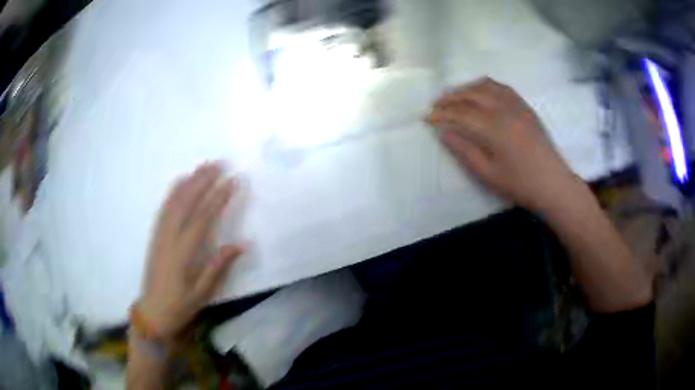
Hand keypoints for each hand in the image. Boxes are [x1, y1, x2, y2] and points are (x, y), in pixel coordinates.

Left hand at [139, 162, 242, 339]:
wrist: (153, 312)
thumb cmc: (180, 305)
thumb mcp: (202, 293)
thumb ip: (219, 266)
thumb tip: (241, 244)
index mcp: (183, 252)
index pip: (203, 217)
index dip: (218, 197)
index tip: (232, 181)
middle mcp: (170, 237)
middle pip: (187, 202)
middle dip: (203, 181)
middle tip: (218, 164)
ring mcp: (160, 235)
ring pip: (174, 202)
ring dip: (189, 182)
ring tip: (202, 166)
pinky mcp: (155, 236)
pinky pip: (164, 209)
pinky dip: (173, 192)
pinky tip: (180, 182)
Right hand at [427, 78, 581, 211]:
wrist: (552, 183)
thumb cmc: (519, 184)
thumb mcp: (487, 174)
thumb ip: (464, 151)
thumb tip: (444, 132)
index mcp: (493, 127)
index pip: (460, 113)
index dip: (441, 114)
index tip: (426, 118)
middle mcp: (503, 109)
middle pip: (471, 94)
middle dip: (450, 97)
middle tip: (436, 104)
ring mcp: (516, 105)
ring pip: (485, 86)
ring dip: (466, 88)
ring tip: (455, 96)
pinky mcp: (525, 107)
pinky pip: (502, 87)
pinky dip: (486, 86)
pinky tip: (481, 92)